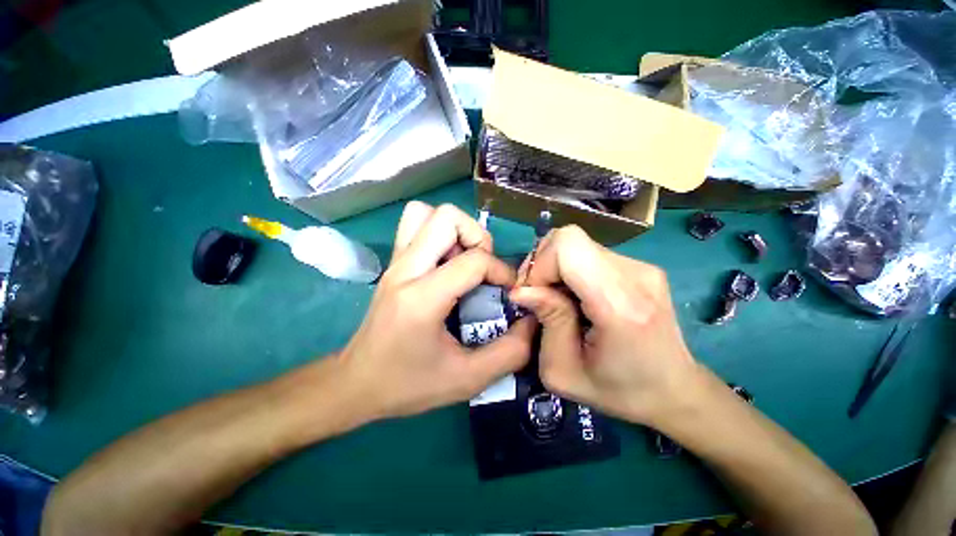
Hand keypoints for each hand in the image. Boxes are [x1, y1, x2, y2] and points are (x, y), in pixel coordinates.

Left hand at [339, 202, 534, 420]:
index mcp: (422, 298)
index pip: (473, 260)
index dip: (501, 270)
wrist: (356, 383)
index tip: (508, 291)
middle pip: (447, 217)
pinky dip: (437, 232)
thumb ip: (509, 352)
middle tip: (483, 268)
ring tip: (464, 260)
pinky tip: (446, 263)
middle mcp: (405, 269)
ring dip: (455, 229)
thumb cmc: (408, 384)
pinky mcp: (392, 263)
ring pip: (426, 213)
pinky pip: (415, 225)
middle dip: (477, 236)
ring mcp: (395, 262)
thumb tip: (531, 321)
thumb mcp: (467, 380)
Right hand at [509, 225, 701, 427]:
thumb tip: (521, 290)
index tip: (532, 295)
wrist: (674, 390)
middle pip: (569, 238)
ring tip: (559, 299)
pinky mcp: (641, 266)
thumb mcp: (564, 371)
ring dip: (556, 268)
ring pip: (577, 243)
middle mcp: (636, 274)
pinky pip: (590, 253)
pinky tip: (577, 296)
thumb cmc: (619, 390)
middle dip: (543, 264)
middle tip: (540, 295)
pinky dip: (572, 269)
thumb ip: (546, 322)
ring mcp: (642, 266)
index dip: (539, 265)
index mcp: (620, 304)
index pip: (568, 246)